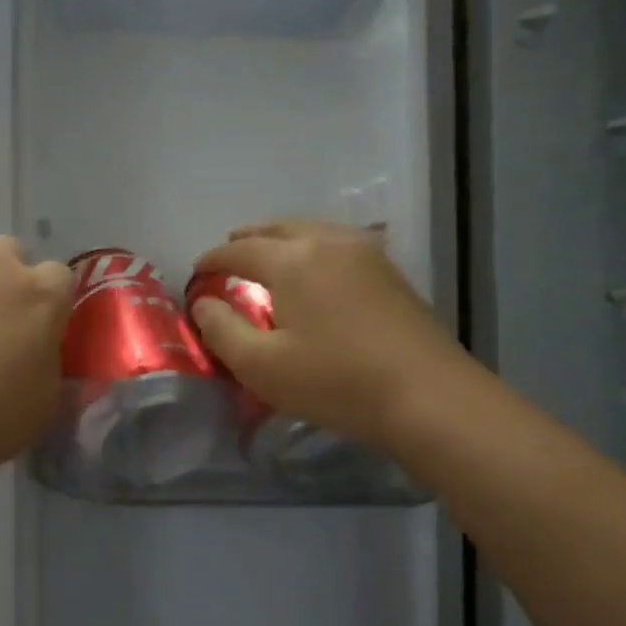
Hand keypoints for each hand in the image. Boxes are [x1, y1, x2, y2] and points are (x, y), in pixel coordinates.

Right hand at [189, 220, 468, 448]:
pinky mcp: (391, 273)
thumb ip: (221, 329)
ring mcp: (367, 254)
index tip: (196, 274)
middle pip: (279, 228)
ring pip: (312, 230)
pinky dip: (313, 248)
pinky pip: (338, 244)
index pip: (239, 250)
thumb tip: (204, 303)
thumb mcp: (260, 366)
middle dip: (247, 240)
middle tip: (228, 256)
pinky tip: (313, 272)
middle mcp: (330, 243)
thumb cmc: (335, 382)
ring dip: (282, 240)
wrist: (429, 397)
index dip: (212, 260)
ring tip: (266, 259)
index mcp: (294, 260)